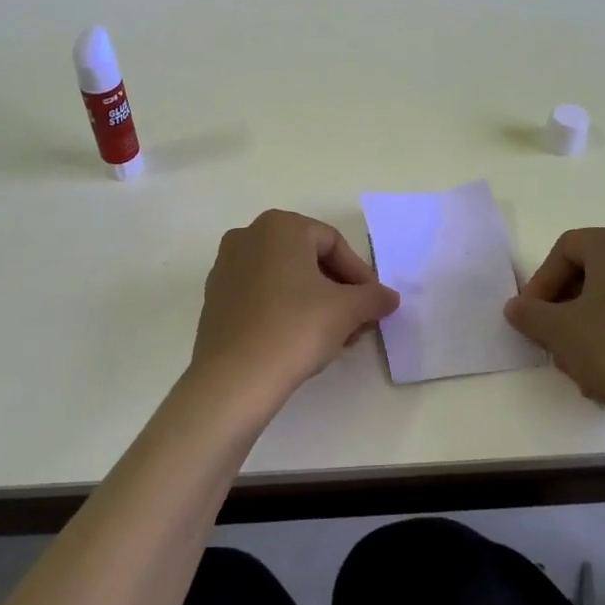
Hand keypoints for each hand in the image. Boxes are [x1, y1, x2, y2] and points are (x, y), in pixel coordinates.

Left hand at [185, 210, 399, 415]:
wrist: (234, 378)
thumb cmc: (295, 328)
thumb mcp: (347, 310)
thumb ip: (373, 297)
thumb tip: (389, 297)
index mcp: (279, 226)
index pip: (333, 243)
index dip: (359, 274)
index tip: (374, 305)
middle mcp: (247, 236)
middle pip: (307, 259)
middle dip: (338, 290)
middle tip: (358, 322)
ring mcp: (225, 267)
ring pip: (284, 279)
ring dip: (315, 303)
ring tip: (336, 337)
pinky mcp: (215, 299)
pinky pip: (261, 296)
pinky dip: (285, 311)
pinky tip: (301, 342)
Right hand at [504, 228, 604, 434]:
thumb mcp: (557, 331)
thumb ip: (528, 313)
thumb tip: (517, 308)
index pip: (565, 250)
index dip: (541, 282)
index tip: (530, 316)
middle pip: (589, 271)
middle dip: (563, 306)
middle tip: (549, 338)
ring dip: (585, 325)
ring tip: (575, 364)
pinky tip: (604, 371)